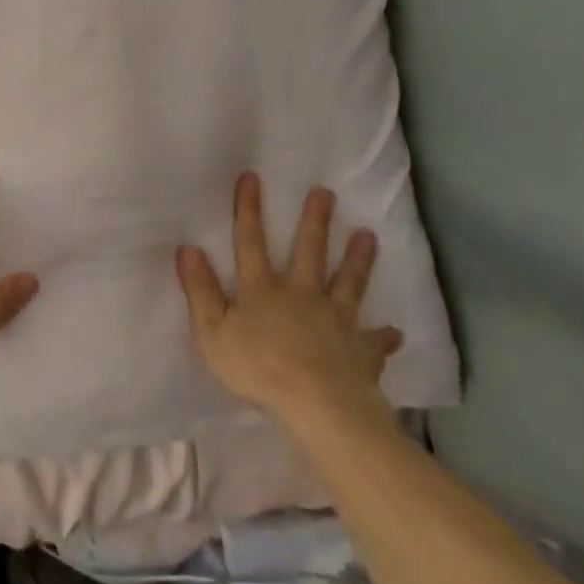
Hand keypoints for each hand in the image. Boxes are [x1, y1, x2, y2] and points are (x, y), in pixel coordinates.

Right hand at [175, 175, 402, 428]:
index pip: (250, 242)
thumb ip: (200, 291)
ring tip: (369, 236)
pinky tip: (395, 333)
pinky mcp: (360, 350)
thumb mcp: (212, 332)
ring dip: (358, 260)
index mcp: (262, 290)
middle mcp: (301, 295)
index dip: (249, 210)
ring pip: (348, 283)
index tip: (252, 177)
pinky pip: (374, 341)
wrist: (319, 406)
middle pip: (308, 252)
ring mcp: (336, 320)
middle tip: (326, 193)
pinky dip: (383, 337)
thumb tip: (188, 249)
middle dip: (315, 221)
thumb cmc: (258, 369)